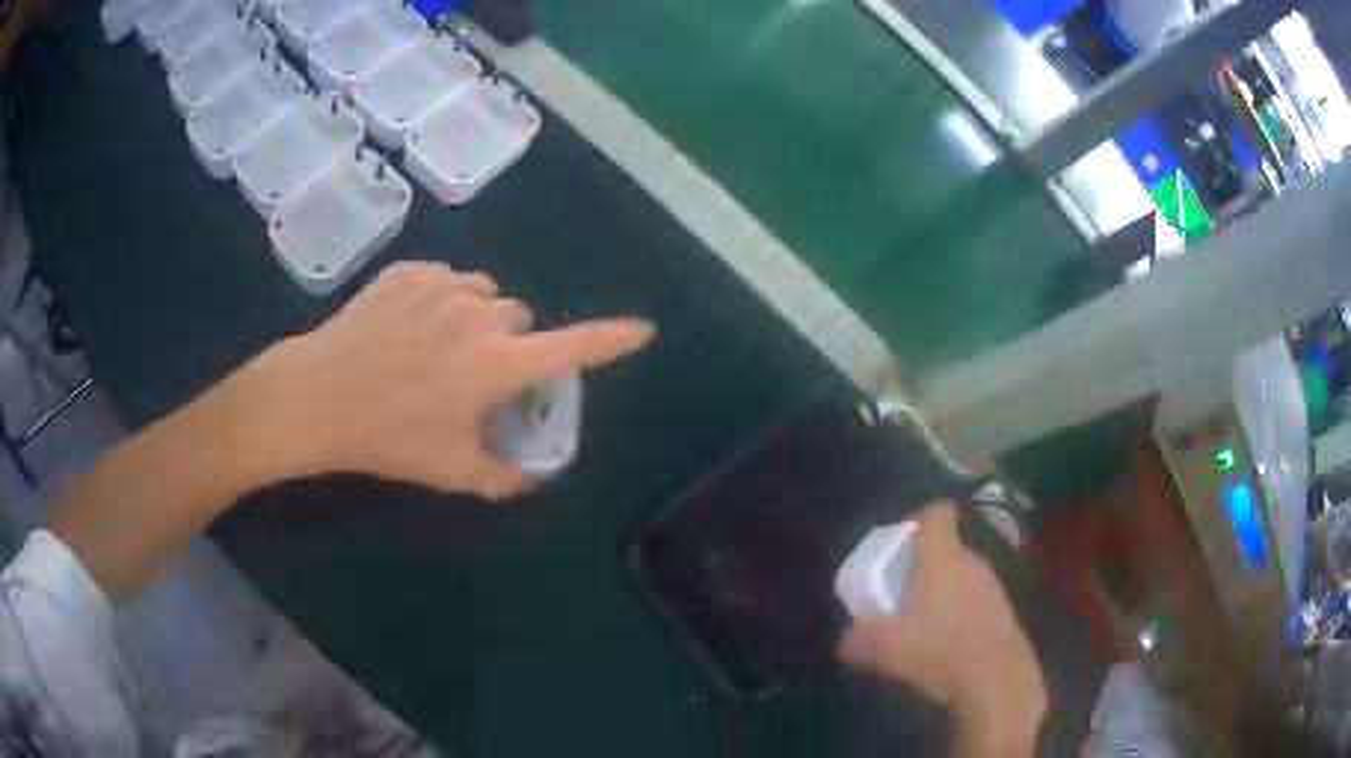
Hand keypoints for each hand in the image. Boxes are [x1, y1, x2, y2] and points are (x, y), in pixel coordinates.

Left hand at [223, 261, 653, 497]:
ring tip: (440, 344)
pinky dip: (441, 297)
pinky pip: (443, 277)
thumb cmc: (387, 437)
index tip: (643, 331)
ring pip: (483, 292)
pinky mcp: (407, 273)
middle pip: (519, 316)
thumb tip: (525, 479)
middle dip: (510, 341)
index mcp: (497, 363)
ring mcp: (441, 286)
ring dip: (477, 315)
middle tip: (476, 373)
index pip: (572, 347)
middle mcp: (478, 315)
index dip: (611, 340)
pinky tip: (408, 323)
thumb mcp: (449, 471)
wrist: (316, 396)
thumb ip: (499, 478)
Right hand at [839, 503, 1046, 755]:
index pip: (938, 513)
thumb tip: (846, 639)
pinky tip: (947, 643)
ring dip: (943, 591)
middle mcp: (972, 561)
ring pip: (962, 576)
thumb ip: (859, 639)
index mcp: (943, 557)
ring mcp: (993, 586)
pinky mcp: (1004, 612)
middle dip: (924, 565)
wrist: (997, 679)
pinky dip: (960, 613)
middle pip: (947, 549)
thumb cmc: (939, 650)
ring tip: (922, 621)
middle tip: (901, 590)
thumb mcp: (885, 650)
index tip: (902, 538)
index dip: (921, 517)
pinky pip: (975, 601)